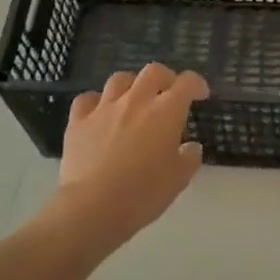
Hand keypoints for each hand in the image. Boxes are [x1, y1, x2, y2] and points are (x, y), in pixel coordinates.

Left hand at [51, 63, 208, 255]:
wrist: (93, 207)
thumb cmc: (143, 193)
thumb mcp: (179, 180)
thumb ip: (189, 158)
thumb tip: (191, 147)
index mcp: (166, 111)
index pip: (187, 83)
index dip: (197, 84)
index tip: (201, 95)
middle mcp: (136, 100)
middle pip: (153, 71)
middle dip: (165, 77)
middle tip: (168, 93)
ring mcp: (104, 108)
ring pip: (119, 79)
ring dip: (132, 85)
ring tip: (134, 99)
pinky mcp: (78, 122)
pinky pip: (86, 99)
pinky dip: (95, 101)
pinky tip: (99, 113)